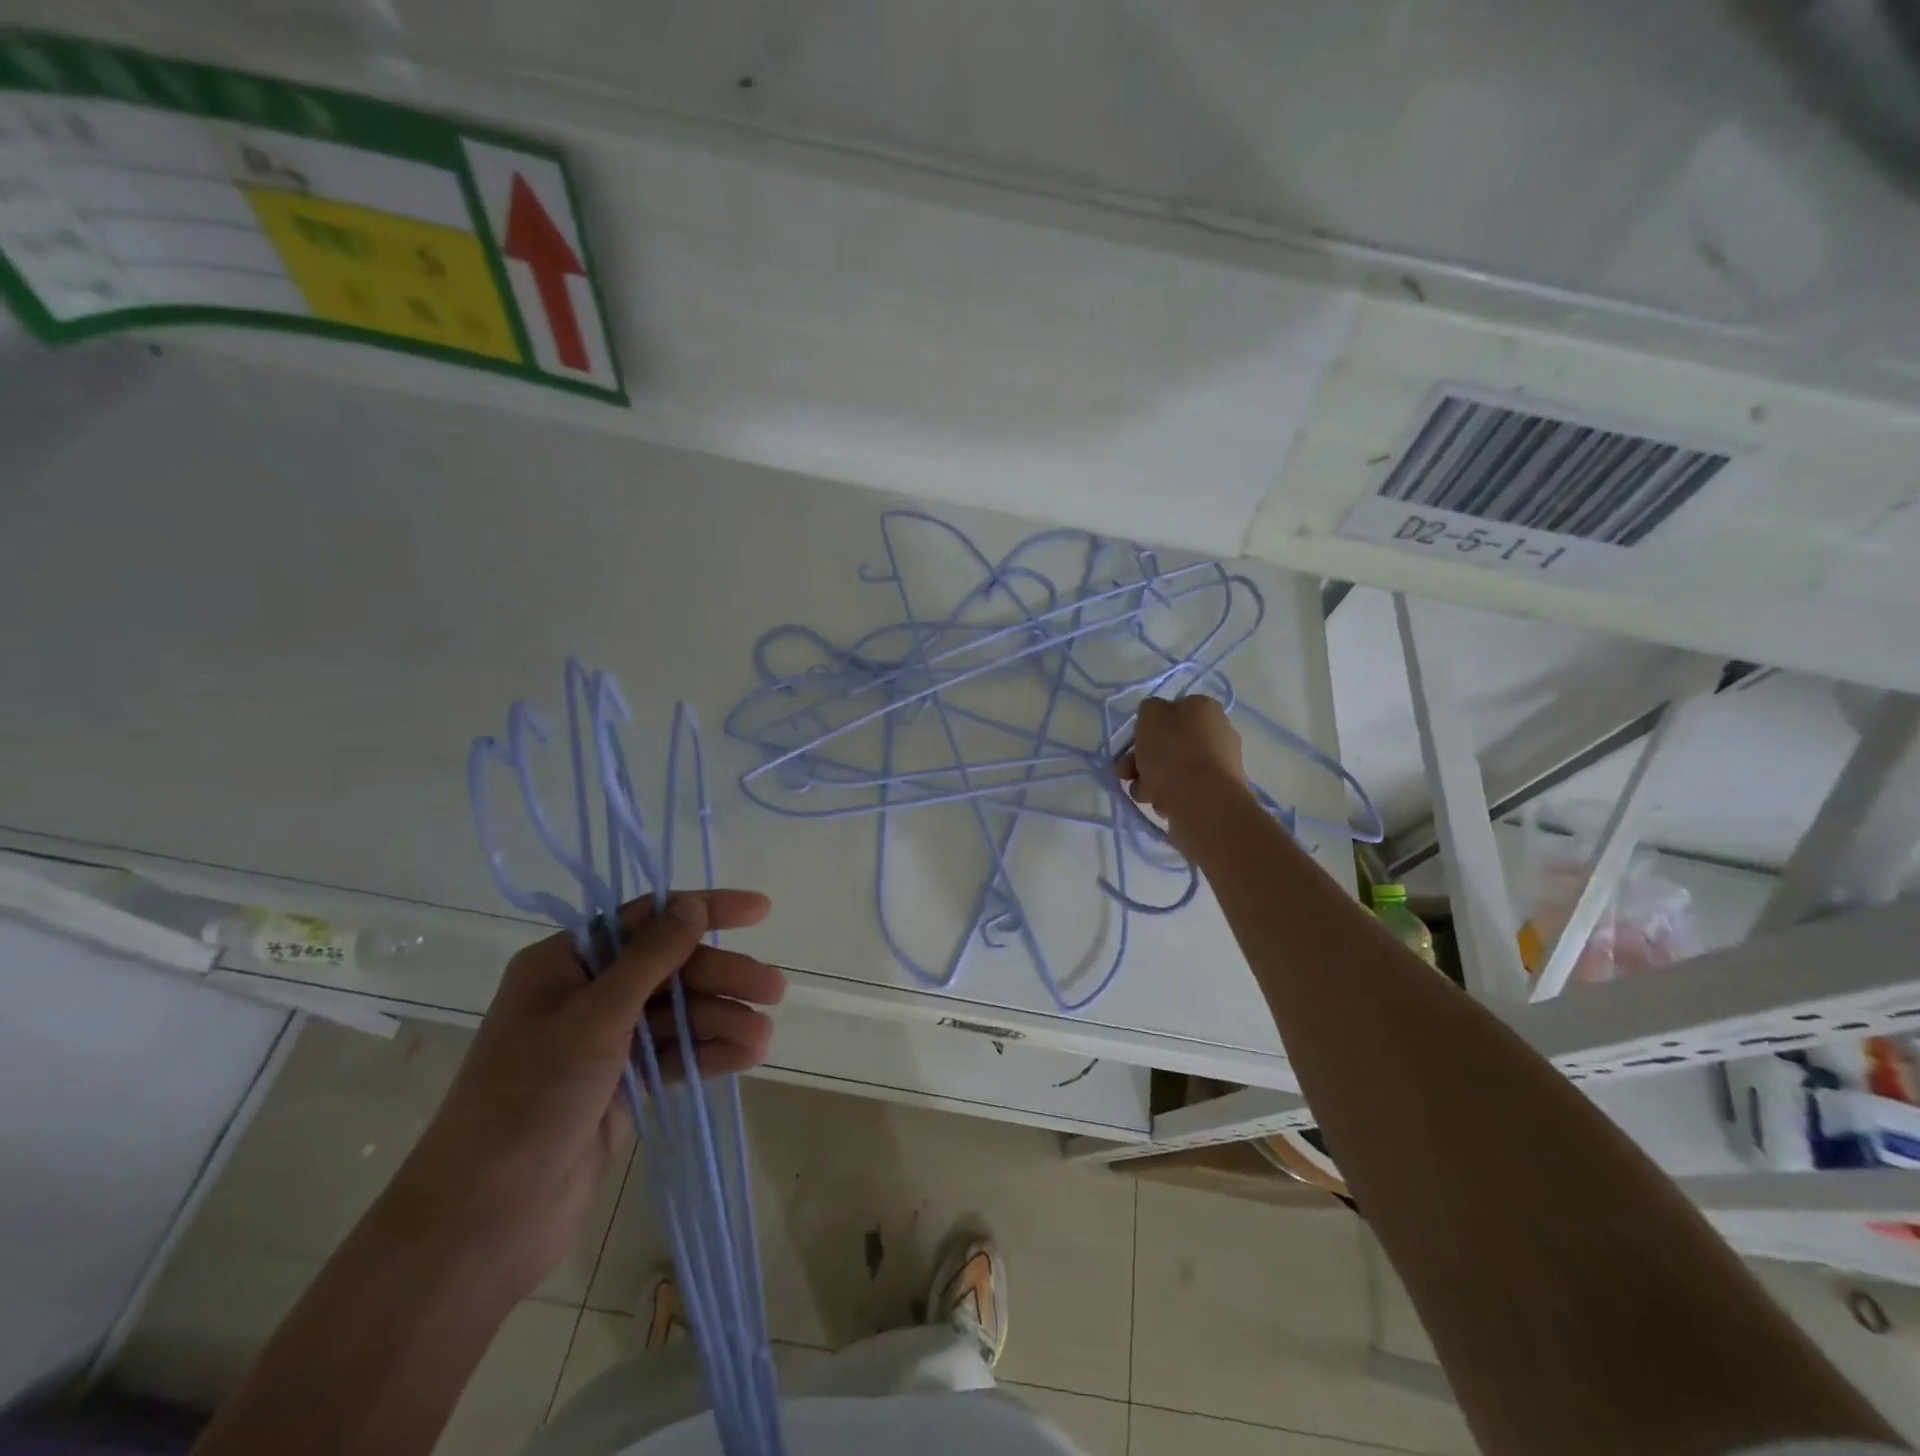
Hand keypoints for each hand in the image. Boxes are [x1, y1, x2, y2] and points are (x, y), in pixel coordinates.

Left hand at [381, 891, 782, 1301]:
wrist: (483, 1221)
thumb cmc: (530, 1098)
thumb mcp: (595, 1018)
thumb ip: (651, 958)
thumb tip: (692, 903)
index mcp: (565, 964)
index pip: (647, 919)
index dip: (706, 910)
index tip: (760, 912)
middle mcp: (586, 994)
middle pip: (671, 969)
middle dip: (722, 976)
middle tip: (774, 989)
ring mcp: (604, 1043)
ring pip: (678, 1015)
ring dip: (722, 1019)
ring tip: (764, 1036)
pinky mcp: (620, 1085)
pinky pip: (674, 1055)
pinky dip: (708, 1053)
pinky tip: (747, 1056)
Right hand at [1117, 696, 1247, 842]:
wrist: (1204, 803)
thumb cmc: (1173, 753)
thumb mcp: (1150, 717)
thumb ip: (1149, 710)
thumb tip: (1156, 718)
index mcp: (1204, 708)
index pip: (1170, 711)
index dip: (1147, 728)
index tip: (1130, 746)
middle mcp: (1218, 731)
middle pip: (1170, 743)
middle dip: (1142, 759)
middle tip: (1124, 774)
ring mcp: (1221, 764)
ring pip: (1175, 768)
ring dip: (1152, 779)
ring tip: (1142, 794)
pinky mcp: (1219, 792)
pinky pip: (1186, 789)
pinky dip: (1170, 795)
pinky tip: (1161, 804)